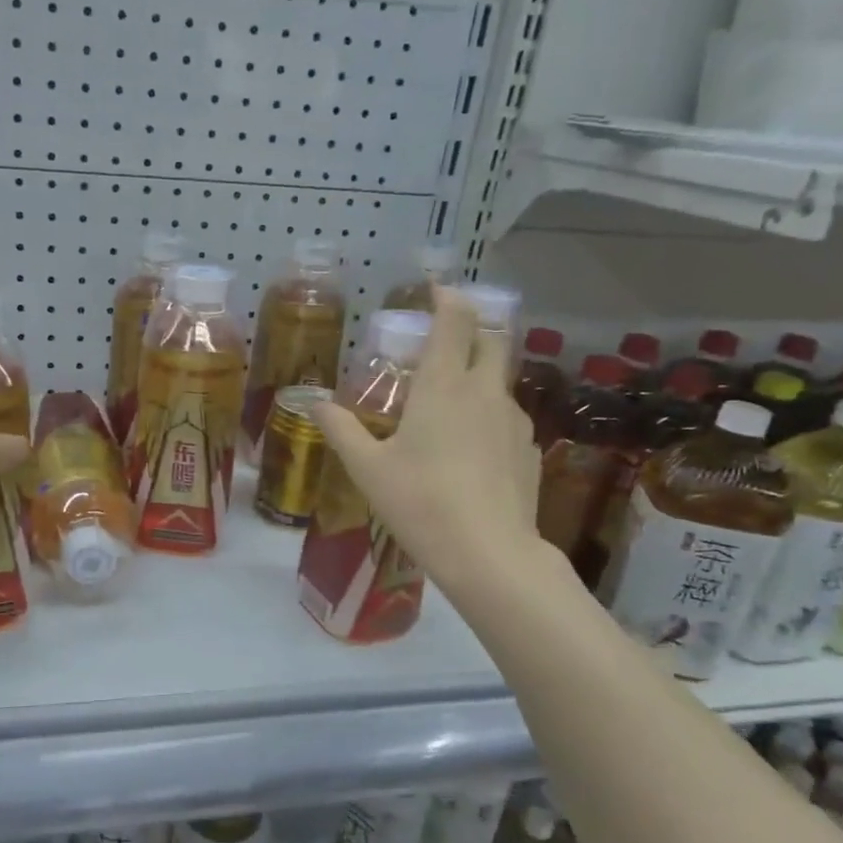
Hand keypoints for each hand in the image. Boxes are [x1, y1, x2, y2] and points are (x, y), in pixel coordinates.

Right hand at [311, 289, 548, 592]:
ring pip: (501, 380)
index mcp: (443, 386)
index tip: (435, 289)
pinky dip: (489, 415)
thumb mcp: (368, 469)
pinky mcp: (529, 450)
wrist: (488, 553)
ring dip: (480, 374)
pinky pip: (507, 417)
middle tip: (444, 340)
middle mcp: (484, 392)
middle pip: (491, 340)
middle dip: (471, 329)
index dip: (448, 298)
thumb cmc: (420, 503)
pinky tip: (471, 448)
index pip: (455, 321)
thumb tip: (313, 402)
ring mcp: (514, 421)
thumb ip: (341, 429)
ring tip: (451, 401)